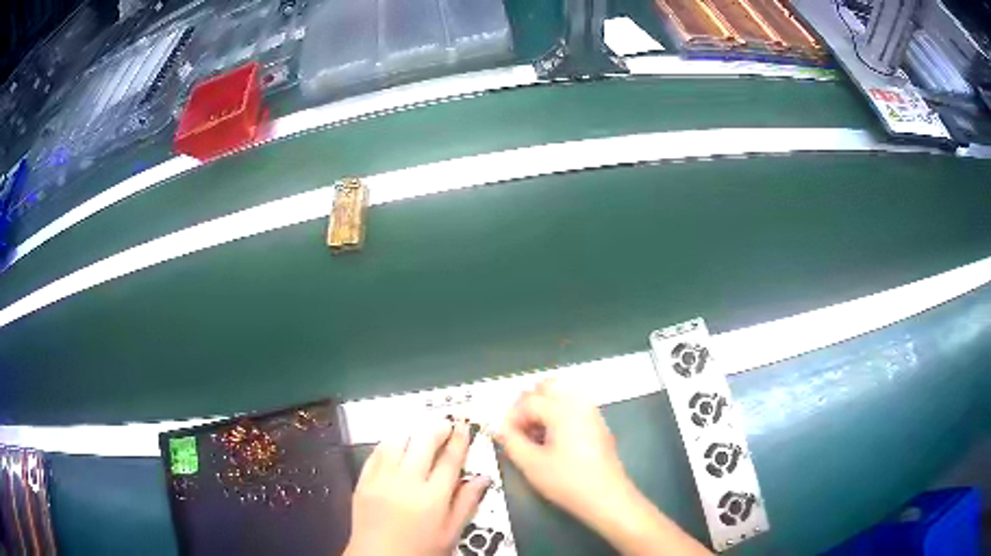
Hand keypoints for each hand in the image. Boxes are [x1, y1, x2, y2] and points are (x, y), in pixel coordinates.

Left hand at [345, 419, 490, 555]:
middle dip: (437, 428)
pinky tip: (396, 446)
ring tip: (421, 433)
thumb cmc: (420, 550)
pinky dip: (388, 444)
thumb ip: (466, 503)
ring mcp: (381, 480)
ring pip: (396, 441)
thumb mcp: (451, 532)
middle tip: (445, 424)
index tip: (463, 426)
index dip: (459, 439)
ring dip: (412, 433)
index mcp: (432, 498)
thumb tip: (482, 478)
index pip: (449, 459)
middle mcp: (406, 483)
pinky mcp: (363, 481)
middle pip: (423, 442)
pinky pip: (375, 453)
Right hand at [494, 380, 631, 524]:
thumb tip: (499, 428)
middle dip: (527, 406)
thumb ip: (511, 441)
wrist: (606, 497)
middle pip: (546, 389)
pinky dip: (558, 416)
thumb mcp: (531, 464)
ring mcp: (592, 412)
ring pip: (561, 396)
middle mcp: (579, 403)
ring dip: (543, 410)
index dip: (511, 418)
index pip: (527, 401)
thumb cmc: (567, 481)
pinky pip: (573, 408)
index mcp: (562, 408)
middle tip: (518, 431)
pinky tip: (553, 441)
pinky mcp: (598, 424)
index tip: (505, 437)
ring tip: (534, 436)